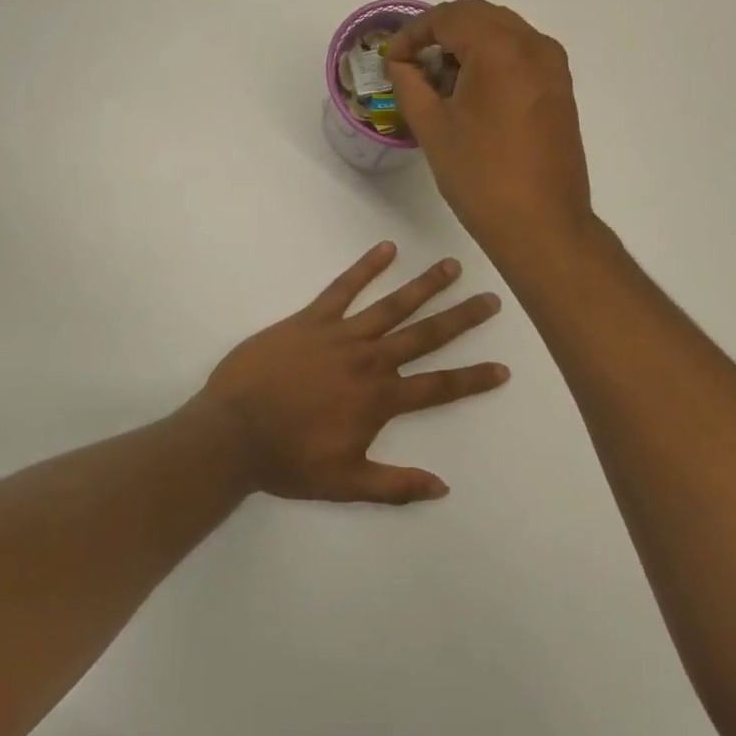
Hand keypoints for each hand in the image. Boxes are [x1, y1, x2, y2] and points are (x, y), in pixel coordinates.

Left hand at [202, 243, 508, 504]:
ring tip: (452, 265)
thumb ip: (395, 485)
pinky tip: (387, 248)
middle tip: (491, 299)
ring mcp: (341, 335)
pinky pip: (343, 288)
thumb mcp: (345, 483)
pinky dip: (366, 267)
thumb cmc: (288, 460)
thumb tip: (443, 487)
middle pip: (425, 335)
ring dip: (425, 285)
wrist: (232, 432)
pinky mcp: (312, 319)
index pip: (439, 386)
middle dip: (462, 318)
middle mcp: (370, 360)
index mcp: (380, 399)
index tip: (503, 366)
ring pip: (393, 305)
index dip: (473, 378)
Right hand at [386, 0, 591, 257]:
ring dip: (467, 44)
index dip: (413, 33)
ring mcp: (553, 66)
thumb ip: (409, 84)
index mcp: (500, 48)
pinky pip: (521, 54)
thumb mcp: (433, 128)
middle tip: (412, 63)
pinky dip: (492, 59)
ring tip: (438, 80)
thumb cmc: (481, 177)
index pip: (448, 17)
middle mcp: (534, 45)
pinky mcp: (560, 88)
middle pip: (478, 16)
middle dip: (440, 32)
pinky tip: (471, 92)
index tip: (392, 60)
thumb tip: (400, 63)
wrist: (543, 224)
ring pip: (502, 33)